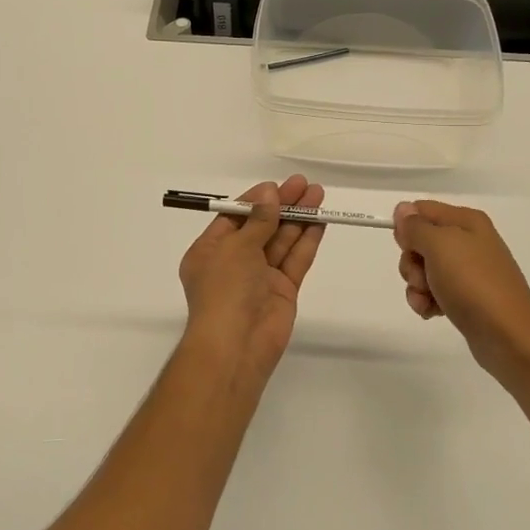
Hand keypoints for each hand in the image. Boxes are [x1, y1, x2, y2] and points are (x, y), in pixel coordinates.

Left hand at [177, 176, 327, 386]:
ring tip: (318, 195)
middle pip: (261, 227)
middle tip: (305, 184)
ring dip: (298, 218)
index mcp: (210, 251)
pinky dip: (306, 241)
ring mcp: (259, 278)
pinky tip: (319, 222)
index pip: (234, 218)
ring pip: (281, 242)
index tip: (277, 186)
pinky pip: (294, 261)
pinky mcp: (282, 291)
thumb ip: (258, 220)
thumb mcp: (236, 247)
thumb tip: (269, 193)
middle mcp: (234, 262)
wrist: (236, 345)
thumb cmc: (224, 289)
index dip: (256, 201)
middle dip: (282, 206)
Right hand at [394, 200, 529, 397]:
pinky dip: (427, 301)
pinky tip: (432, 313)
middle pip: (420, 241)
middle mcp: (468, 241)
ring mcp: (468, 271)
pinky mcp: (466, 297)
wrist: (509, 336)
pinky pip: (435, 291)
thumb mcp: (439, 246)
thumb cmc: (473, 283)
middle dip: (411, 261)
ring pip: (424, 269)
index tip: (406, 247)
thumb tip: (403, 209)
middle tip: (422, 278)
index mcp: (466, 221)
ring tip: (427, 301)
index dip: (407, 228)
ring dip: (417, 285)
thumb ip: (416, 226)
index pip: (421, 210)